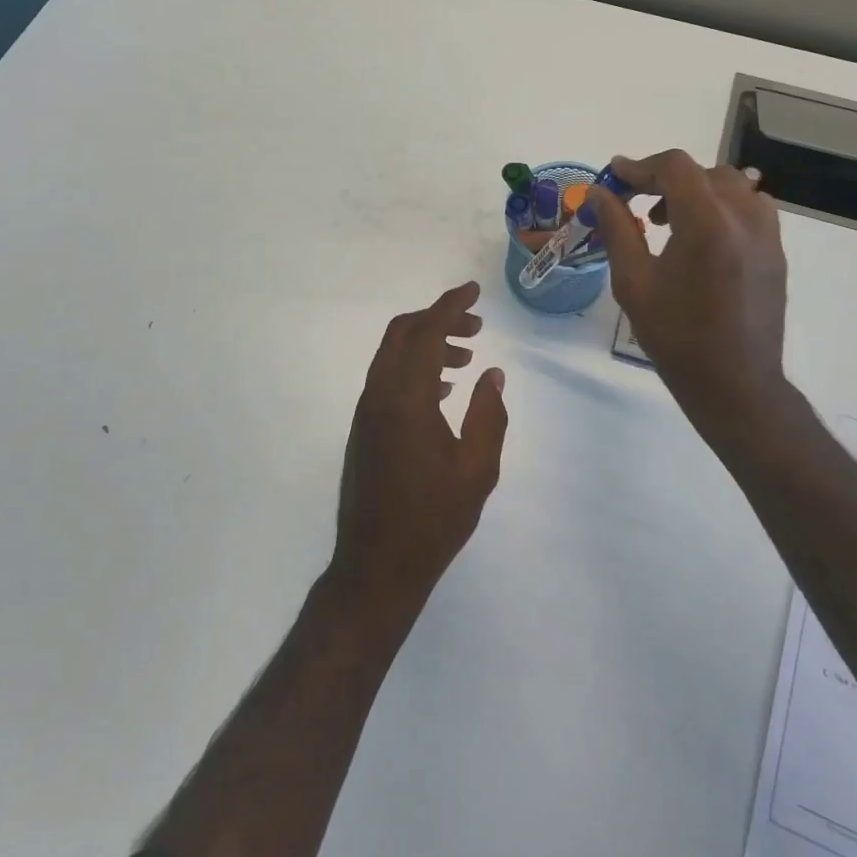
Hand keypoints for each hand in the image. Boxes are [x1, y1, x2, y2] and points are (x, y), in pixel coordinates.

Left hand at [329, 282, 507, 623]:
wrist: (376, 566)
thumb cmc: (433, 519)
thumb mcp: (476, 469)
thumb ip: (487, 414)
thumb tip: (492, 375)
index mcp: (405, 398)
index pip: (425, 332)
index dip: (450, 305)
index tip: (473, 290)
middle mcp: (379, 394)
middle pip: (402, 333)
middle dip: (438, 319)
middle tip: (476, 326)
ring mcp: (366, 411)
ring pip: (393, 355)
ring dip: (427, 345)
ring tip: (466, 358)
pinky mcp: (364, 428)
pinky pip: (388, 378)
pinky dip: (414, 368)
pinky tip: (443, 390)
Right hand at [592, 150, 795, 451]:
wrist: (735, 384)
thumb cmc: (676, 337)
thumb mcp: (634, 282)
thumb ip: (617, 228)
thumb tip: (598, 193)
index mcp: (708, 224)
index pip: (676, 168)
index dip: (640, 166)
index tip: (615, 178)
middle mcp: (745, 218)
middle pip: (703, 172)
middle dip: (665, 179)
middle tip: (635, 203)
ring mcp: (768, 234)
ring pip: (731, 186)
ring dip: (695, 191)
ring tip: (668, 221)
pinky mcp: (776, 251)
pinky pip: (750, 208)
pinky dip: (721, 207)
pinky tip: (700, 239)